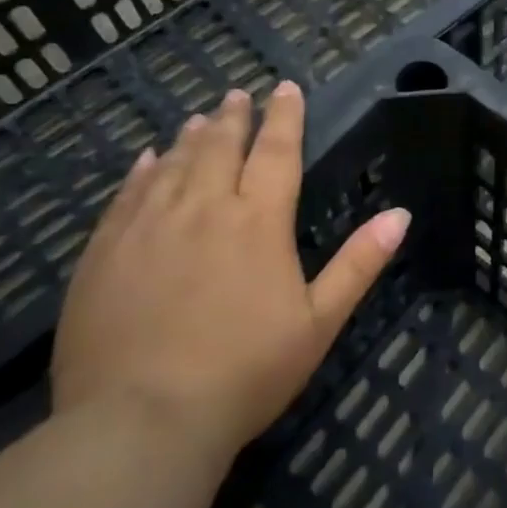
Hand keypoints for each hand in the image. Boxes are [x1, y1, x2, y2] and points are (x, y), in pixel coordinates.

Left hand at [53, 82, 409, 466]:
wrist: (142, 419)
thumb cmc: (246, 372)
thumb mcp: (319, 322)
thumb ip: (359, 263)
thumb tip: (401, 214)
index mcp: (259, 222)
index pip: (277, 152)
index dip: (284, 117)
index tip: (285, 88)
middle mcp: (203, 209)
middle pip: (220, 147)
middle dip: (234, 117)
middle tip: (238, 95)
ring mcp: (148, 227)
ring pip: (173, 164)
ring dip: (191, 137)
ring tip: (199, 118)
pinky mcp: (105, 251)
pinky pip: (127, 195)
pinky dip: (142, 171)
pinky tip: (147, 161)